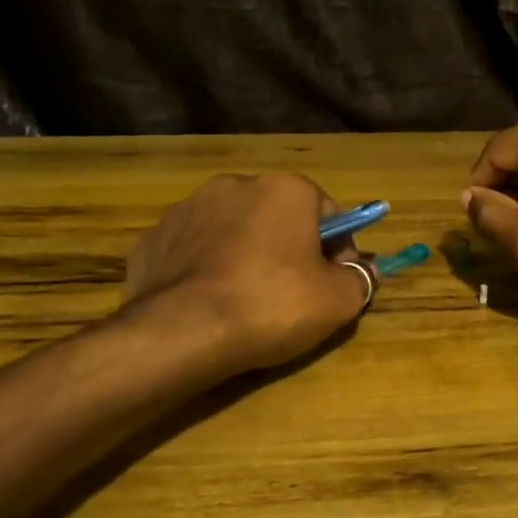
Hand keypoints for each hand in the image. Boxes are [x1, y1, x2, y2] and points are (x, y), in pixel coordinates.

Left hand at [122, 172, 374, 372]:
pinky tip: (207, 303)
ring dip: (244, 254)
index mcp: (284, 189)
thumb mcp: (337, 301)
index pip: (328, 213)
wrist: (181, 332)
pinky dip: (204, 269)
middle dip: (288, 248)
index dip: (338, 249)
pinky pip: (192, 251)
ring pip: (232, 231)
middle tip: (291, 293)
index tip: (335, 282)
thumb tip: (364, 271)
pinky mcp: (153, 239)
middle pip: (277, 217)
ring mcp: (187, 209)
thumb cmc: (272, 305)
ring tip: (245, 300)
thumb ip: (359, 279)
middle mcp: (235, 185)